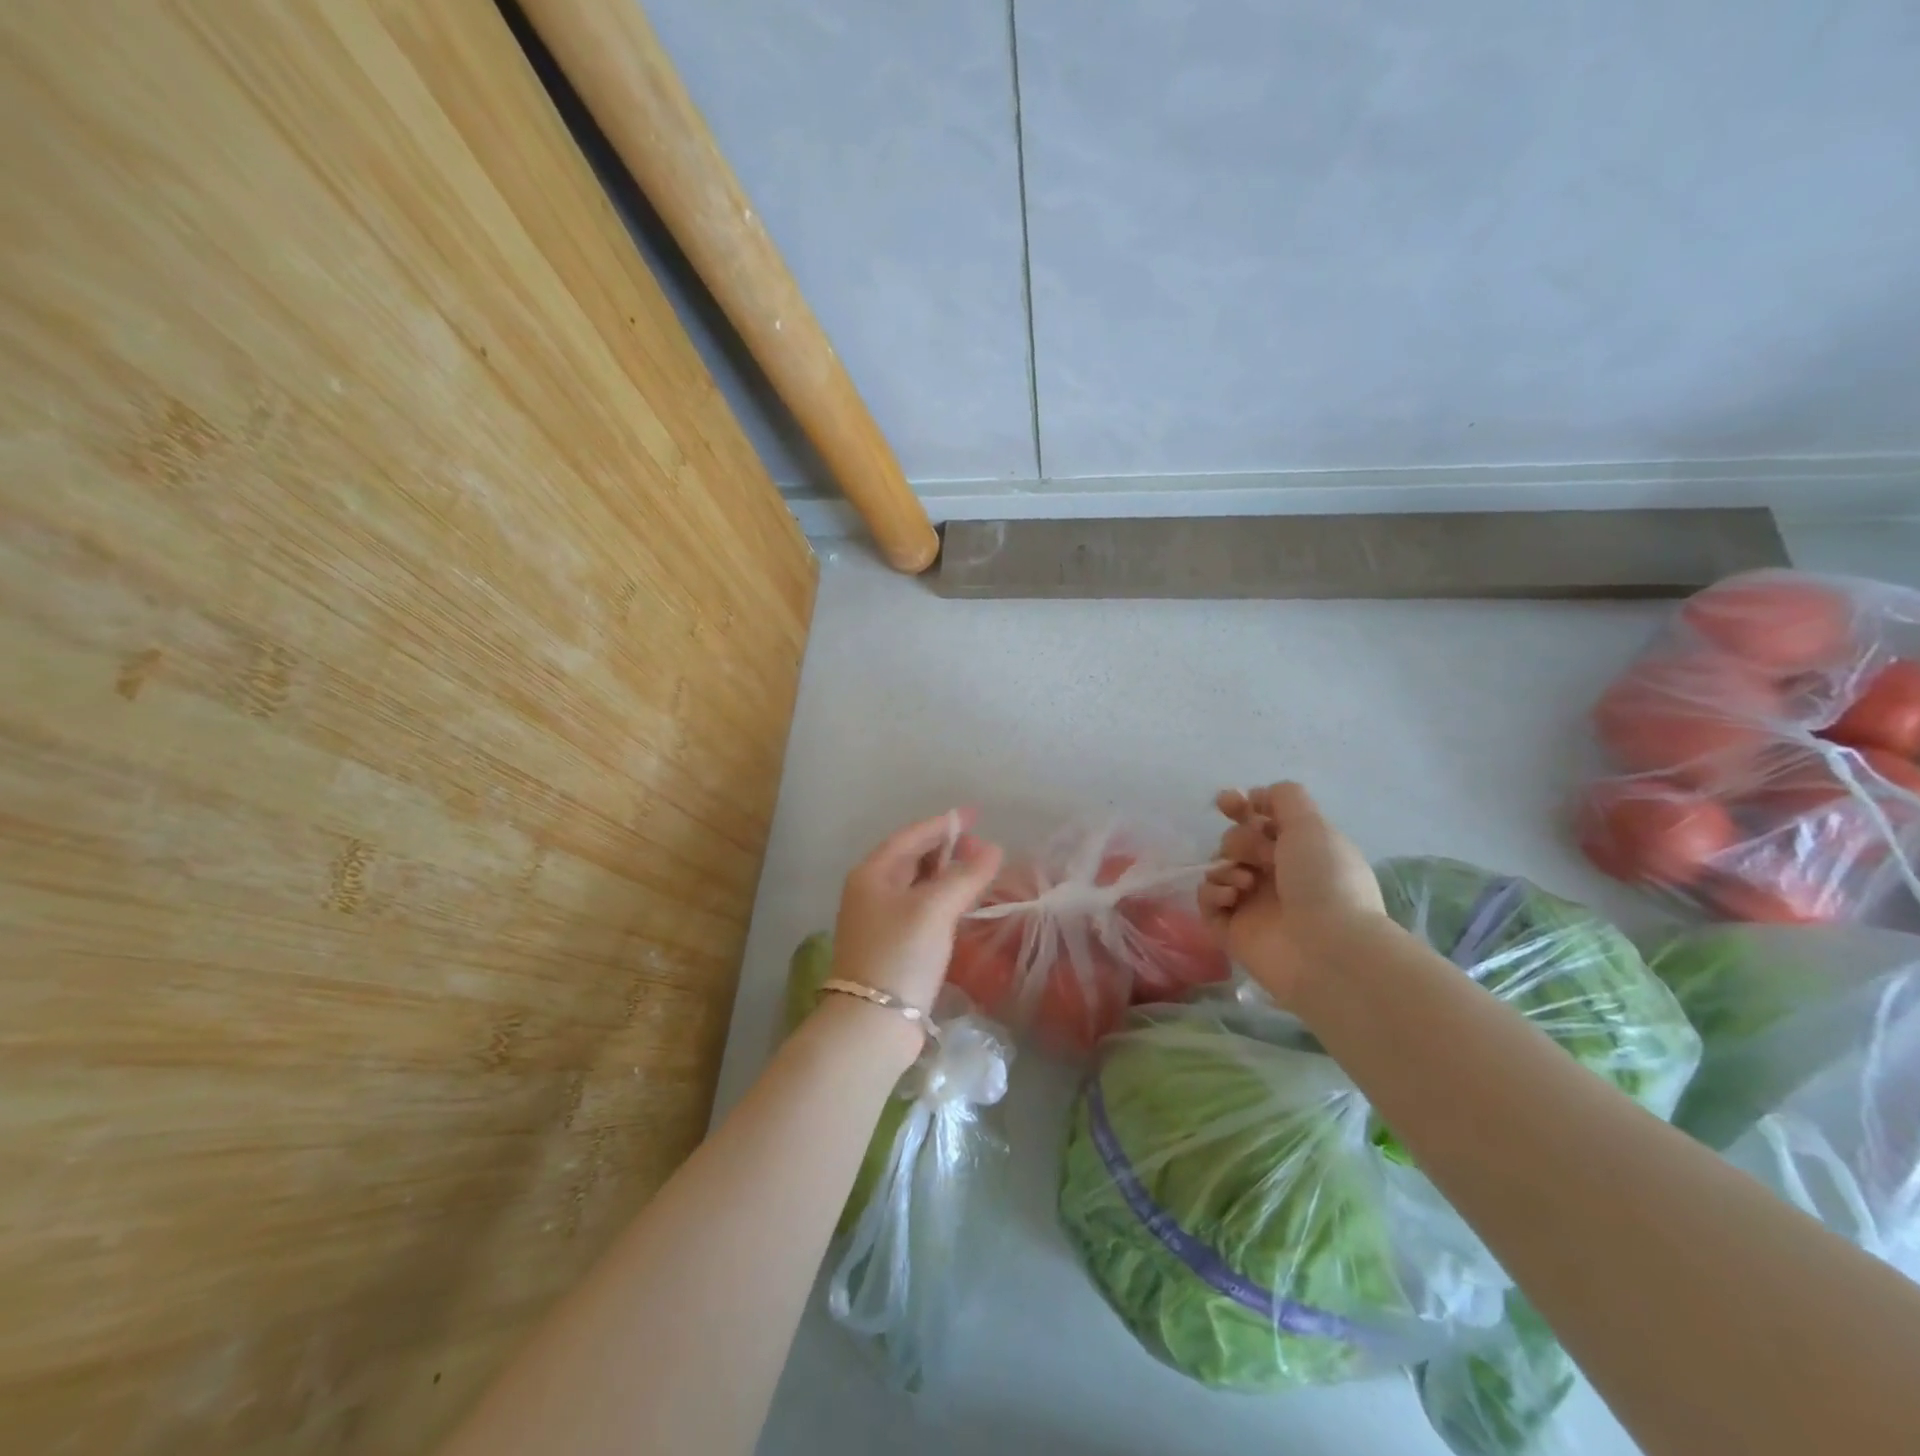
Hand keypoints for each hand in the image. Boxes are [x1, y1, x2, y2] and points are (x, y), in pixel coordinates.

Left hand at [831, 809, 1003, 1013]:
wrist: (873, 1023)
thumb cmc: (900, 954)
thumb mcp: (935, 909)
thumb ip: (966, 875)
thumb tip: (994, 848)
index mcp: (873, 873)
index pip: (912, 836)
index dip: (945, 823)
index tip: (976, 815)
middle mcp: (871, 891)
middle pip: (913, 858)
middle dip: (948, 849)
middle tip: (983, 848)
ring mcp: (879, 920)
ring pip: (918, 885)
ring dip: (947, 875)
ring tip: (979, 873)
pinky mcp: (891, 945)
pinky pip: (921, 909)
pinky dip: (943, 900)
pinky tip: (963, 906)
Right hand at [1201, 782, 1386, 1007]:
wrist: (1327, 949)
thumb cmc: (1325, 881)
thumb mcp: (1312, 826)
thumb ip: (1285, 798)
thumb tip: (1258, 796)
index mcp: (1299, 851)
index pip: (1260, 820)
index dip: (1241, 807)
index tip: (1228, 803)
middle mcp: (1276, 875)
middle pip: (1235, 841)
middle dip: (1239, 841)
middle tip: (1257, 858)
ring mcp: (1253, 904)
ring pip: (1218, 868)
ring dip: (1226, 867)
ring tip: (1245, 884)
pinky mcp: (1231, 931)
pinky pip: (1206, 900)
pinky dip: (1213, 893)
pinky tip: (1233, 899)